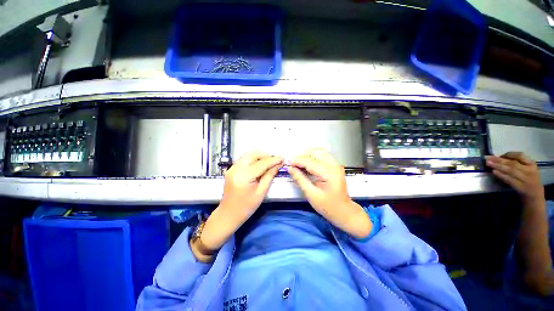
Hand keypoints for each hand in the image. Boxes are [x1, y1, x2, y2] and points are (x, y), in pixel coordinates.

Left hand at [192, 151, 282, 260]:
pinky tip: (259, 165)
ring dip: (259, 156)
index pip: (261, 163)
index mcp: (244, 176)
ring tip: (268, 163)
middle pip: (253, 154)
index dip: (273, 160)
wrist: (228, 214)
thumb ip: (269, 176)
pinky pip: (244, 159)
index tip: (282, 158)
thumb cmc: (246, 207)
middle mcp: (236, 168)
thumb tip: (277, 165)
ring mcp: (232, 168)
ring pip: (248, 155)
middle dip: (265, 155)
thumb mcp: (261, 192)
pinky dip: (253, 159)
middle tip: (274, 161)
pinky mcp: (231, 169)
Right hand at [287, 149, 371, 238]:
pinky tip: (305, 162)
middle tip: (291, 162)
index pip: (310, 161)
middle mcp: (334, 165)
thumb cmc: (328, 206)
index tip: (287, 162)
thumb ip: (300, 179)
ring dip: (307, 154)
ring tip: (297, 161)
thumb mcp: (311, 194)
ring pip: (319, 152)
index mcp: (329, 173)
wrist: (344, 212)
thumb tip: (290, 168)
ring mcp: (336, 164)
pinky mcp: (335, 166)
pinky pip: (322, 156)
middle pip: (315, 152)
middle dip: (301, 155)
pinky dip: (312, 156)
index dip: (297, 160)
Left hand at [486, 152, 543, 202]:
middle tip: (487, 157)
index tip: (498, 154)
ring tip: (488, 163)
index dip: (508, 154)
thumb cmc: (529, 178)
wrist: (535, 195)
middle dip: (499, 160)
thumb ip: (518, 162)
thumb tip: (500, 157)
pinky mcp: (520, 187)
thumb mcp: (527, 168)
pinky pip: (509, 180)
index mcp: (532, 164)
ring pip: (510, 171)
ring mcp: (525, 180)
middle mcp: (529, 171)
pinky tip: (494, 172)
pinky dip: (501, 175)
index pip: (520, 155)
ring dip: (498, 166)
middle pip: (512, 163)